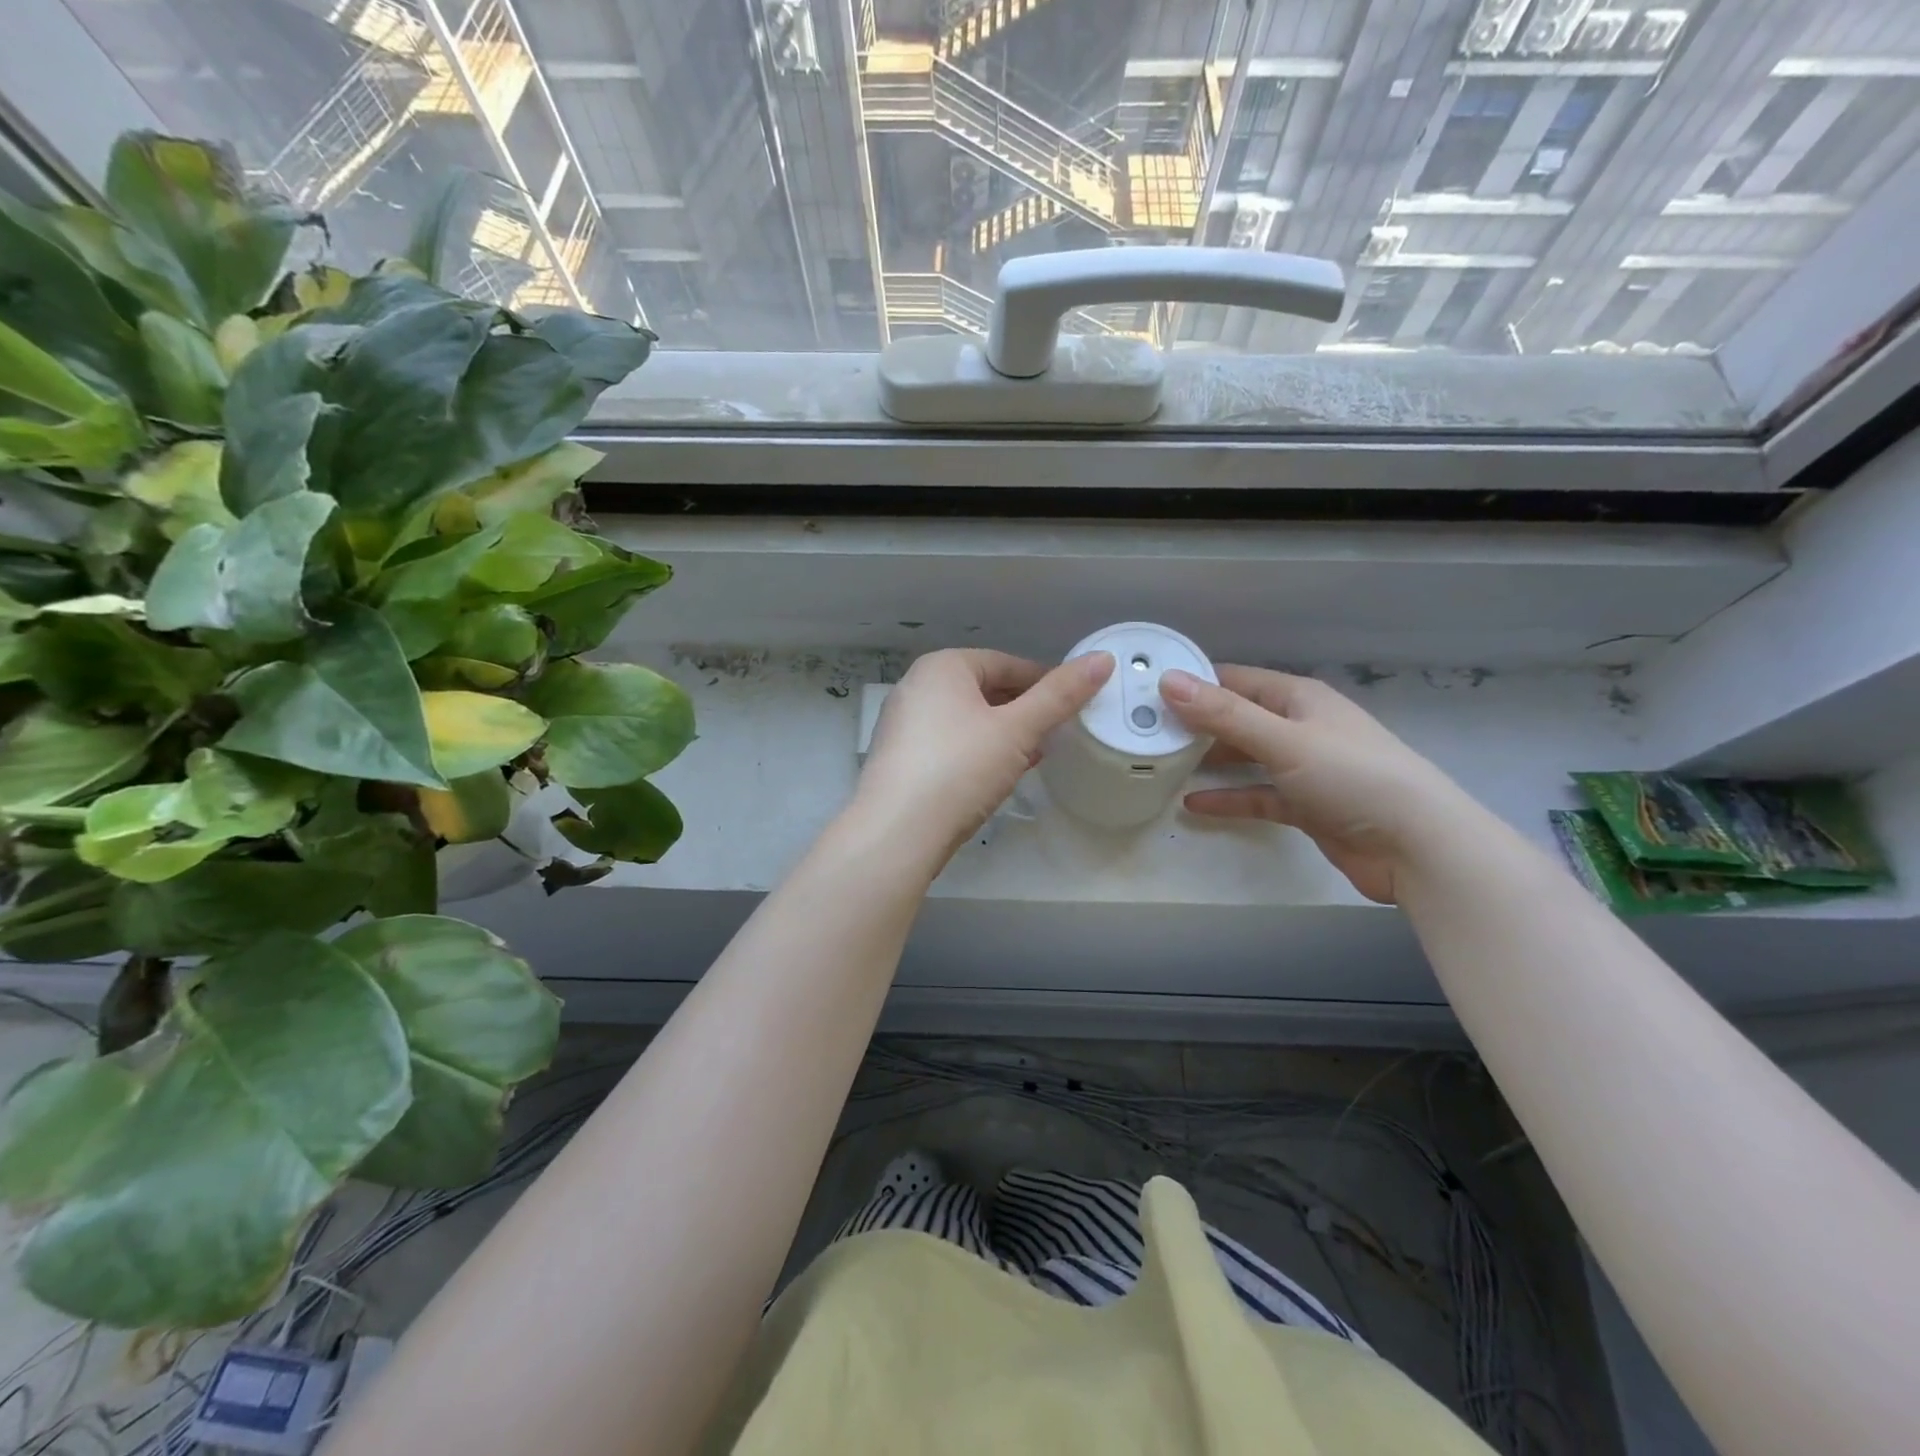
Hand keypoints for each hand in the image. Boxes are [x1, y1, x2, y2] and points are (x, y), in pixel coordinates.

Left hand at [853, 648, 1113, 872]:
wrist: (897, 832)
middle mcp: (916, 687)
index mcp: (942, 667)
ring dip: (1004, 734)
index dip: (1044, 681)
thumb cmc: (959, 767)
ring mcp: (904, 725)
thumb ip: (1059, 696)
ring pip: (968, 720)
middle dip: (1024, 710)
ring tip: (1036, 754)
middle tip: (1057, 732)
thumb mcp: (1017, 730)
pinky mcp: (902, 761)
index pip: (1005, 663)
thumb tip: (1102, 659)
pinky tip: (1000, 775)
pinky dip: (979, 753)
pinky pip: (951, 745)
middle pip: (985, 690)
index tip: (1073, 704)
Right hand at [1161, 665, 1473, 903]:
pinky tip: (1194, 804)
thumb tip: (1168, 681)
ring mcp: (1304, 768)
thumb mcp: (1283, 740)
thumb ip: (1225, 714)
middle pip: (1238, 718)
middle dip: (1196, 723)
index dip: (1195, 682)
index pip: (1236, 680)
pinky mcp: (1306, 806)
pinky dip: (1229, 798)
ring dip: (1210, 760)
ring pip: (1246, 757)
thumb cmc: (1352, 777)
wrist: (1418, 845)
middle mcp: (1300, 727)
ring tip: (1163, 763)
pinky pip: (1257, 796)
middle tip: (1146, 729)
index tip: (1149, 689)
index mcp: (1299, 699)